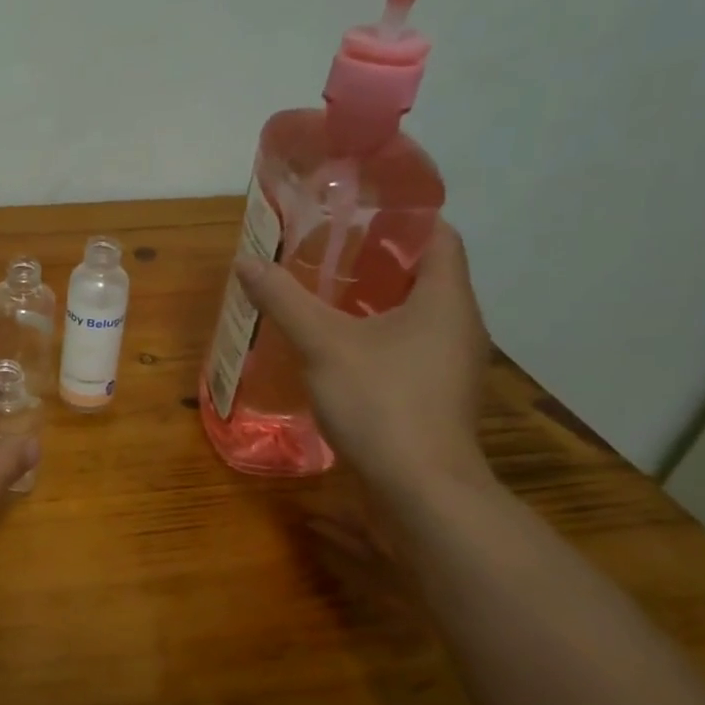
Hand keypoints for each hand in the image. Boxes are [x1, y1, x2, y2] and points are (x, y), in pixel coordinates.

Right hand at [234, 221, 491, 497]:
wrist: (419, 490)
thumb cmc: (381, 402)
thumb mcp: (323, 345)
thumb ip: (285, 301)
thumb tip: (246, 262)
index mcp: (446, 300)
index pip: (438, 236)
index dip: (400, 218)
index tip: (353, 214)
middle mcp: (458, 326)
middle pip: (422, 275)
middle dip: (374, 261)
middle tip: (323, 252)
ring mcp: (449, 365)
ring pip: (413, 316)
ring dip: (372, 302)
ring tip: (321, 296)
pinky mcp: (434, 395)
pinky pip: (406, 349)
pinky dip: (374, 337)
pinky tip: (334, 349)